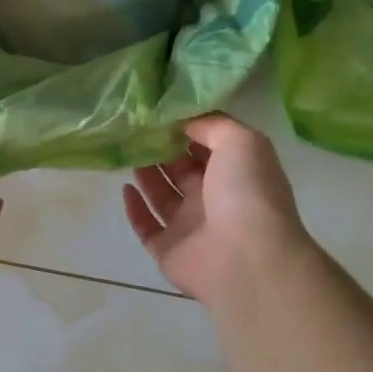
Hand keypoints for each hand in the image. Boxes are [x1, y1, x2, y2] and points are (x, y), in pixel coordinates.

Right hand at [122, 113, 311, 307]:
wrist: (246, 257)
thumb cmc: (247, 192)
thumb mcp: (240, 141)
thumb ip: (212, 125)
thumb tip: (183, 122)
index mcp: (233, 174)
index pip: (206, 148)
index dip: (186, 131)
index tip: (160, 114)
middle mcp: (212, 199)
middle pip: (181, 171)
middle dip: (161, 151)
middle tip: (136, 130)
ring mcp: (189, 227)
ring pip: (162, 196)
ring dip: (146, 175)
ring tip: (127, 152)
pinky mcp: (167, 250)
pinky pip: (146, 226)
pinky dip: (134, 208)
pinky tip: (125, 188)